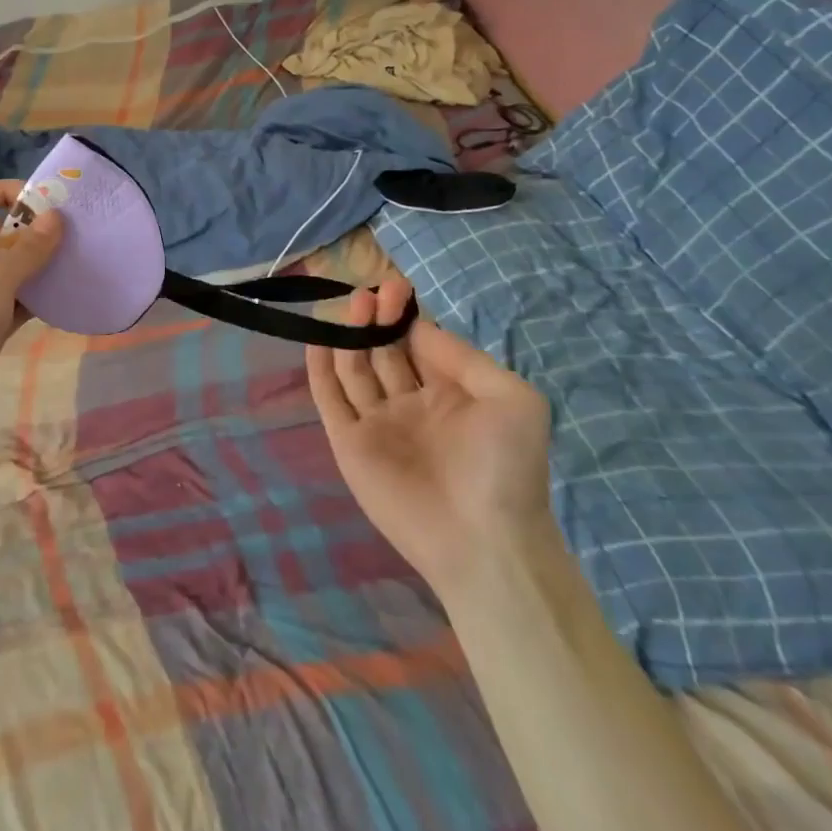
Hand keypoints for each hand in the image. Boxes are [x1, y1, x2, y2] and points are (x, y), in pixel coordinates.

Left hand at [0, 180, 62, 438]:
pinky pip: (13, 297)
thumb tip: (57, 218)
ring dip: (37, 264)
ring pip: (8, 266)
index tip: (42, 201)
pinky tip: (63, 294)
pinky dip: (35, 294)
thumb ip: (28, 249)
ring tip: (74, 260)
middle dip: (31, 231)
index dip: (5, 192)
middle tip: (70, 233)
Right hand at [306, 278, 552, 592]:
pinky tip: (319, 339)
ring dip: (352, 334)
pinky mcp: (349, 443)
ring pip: (356, 368)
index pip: (420, 343)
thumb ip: (463, 357)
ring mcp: (378, 424)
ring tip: (354, 304)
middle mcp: (411, 404)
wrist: (482, 542)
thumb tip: (417, 328)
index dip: (407, 315)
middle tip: (373, 293)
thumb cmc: (505, 467)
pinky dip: (320, 368)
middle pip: (385, 350)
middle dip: (379, 318)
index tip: (397, 288)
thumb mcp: (512, 399)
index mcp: (452, 395)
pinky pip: (330, 398)